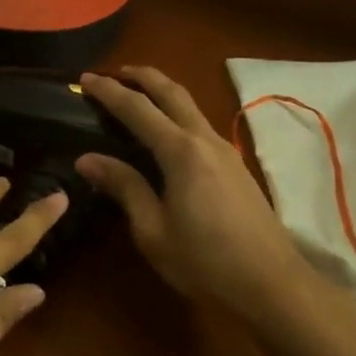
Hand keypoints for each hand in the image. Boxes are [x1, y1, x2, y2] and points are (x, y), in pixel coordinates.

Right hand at [76, 67, 304, 326]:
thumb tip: (87, 159)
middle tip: (114, 72)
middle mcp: (204, 140)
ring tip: (136, 96)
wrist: (270, 282)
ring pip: (190, 106)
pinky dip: (176, 115)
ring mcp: (225, 151)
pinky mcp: (235, 166)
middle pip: (172, 92)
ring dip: (162, 93)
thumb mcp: (153, 230)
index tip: (84, 78)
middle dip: (142, 77)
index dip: (108, 92)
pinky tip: (166, 133)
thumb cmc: (204, 261)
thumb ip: (124, 187)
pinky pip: (199, 125)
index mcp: (180, 152)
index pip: (137, 109)